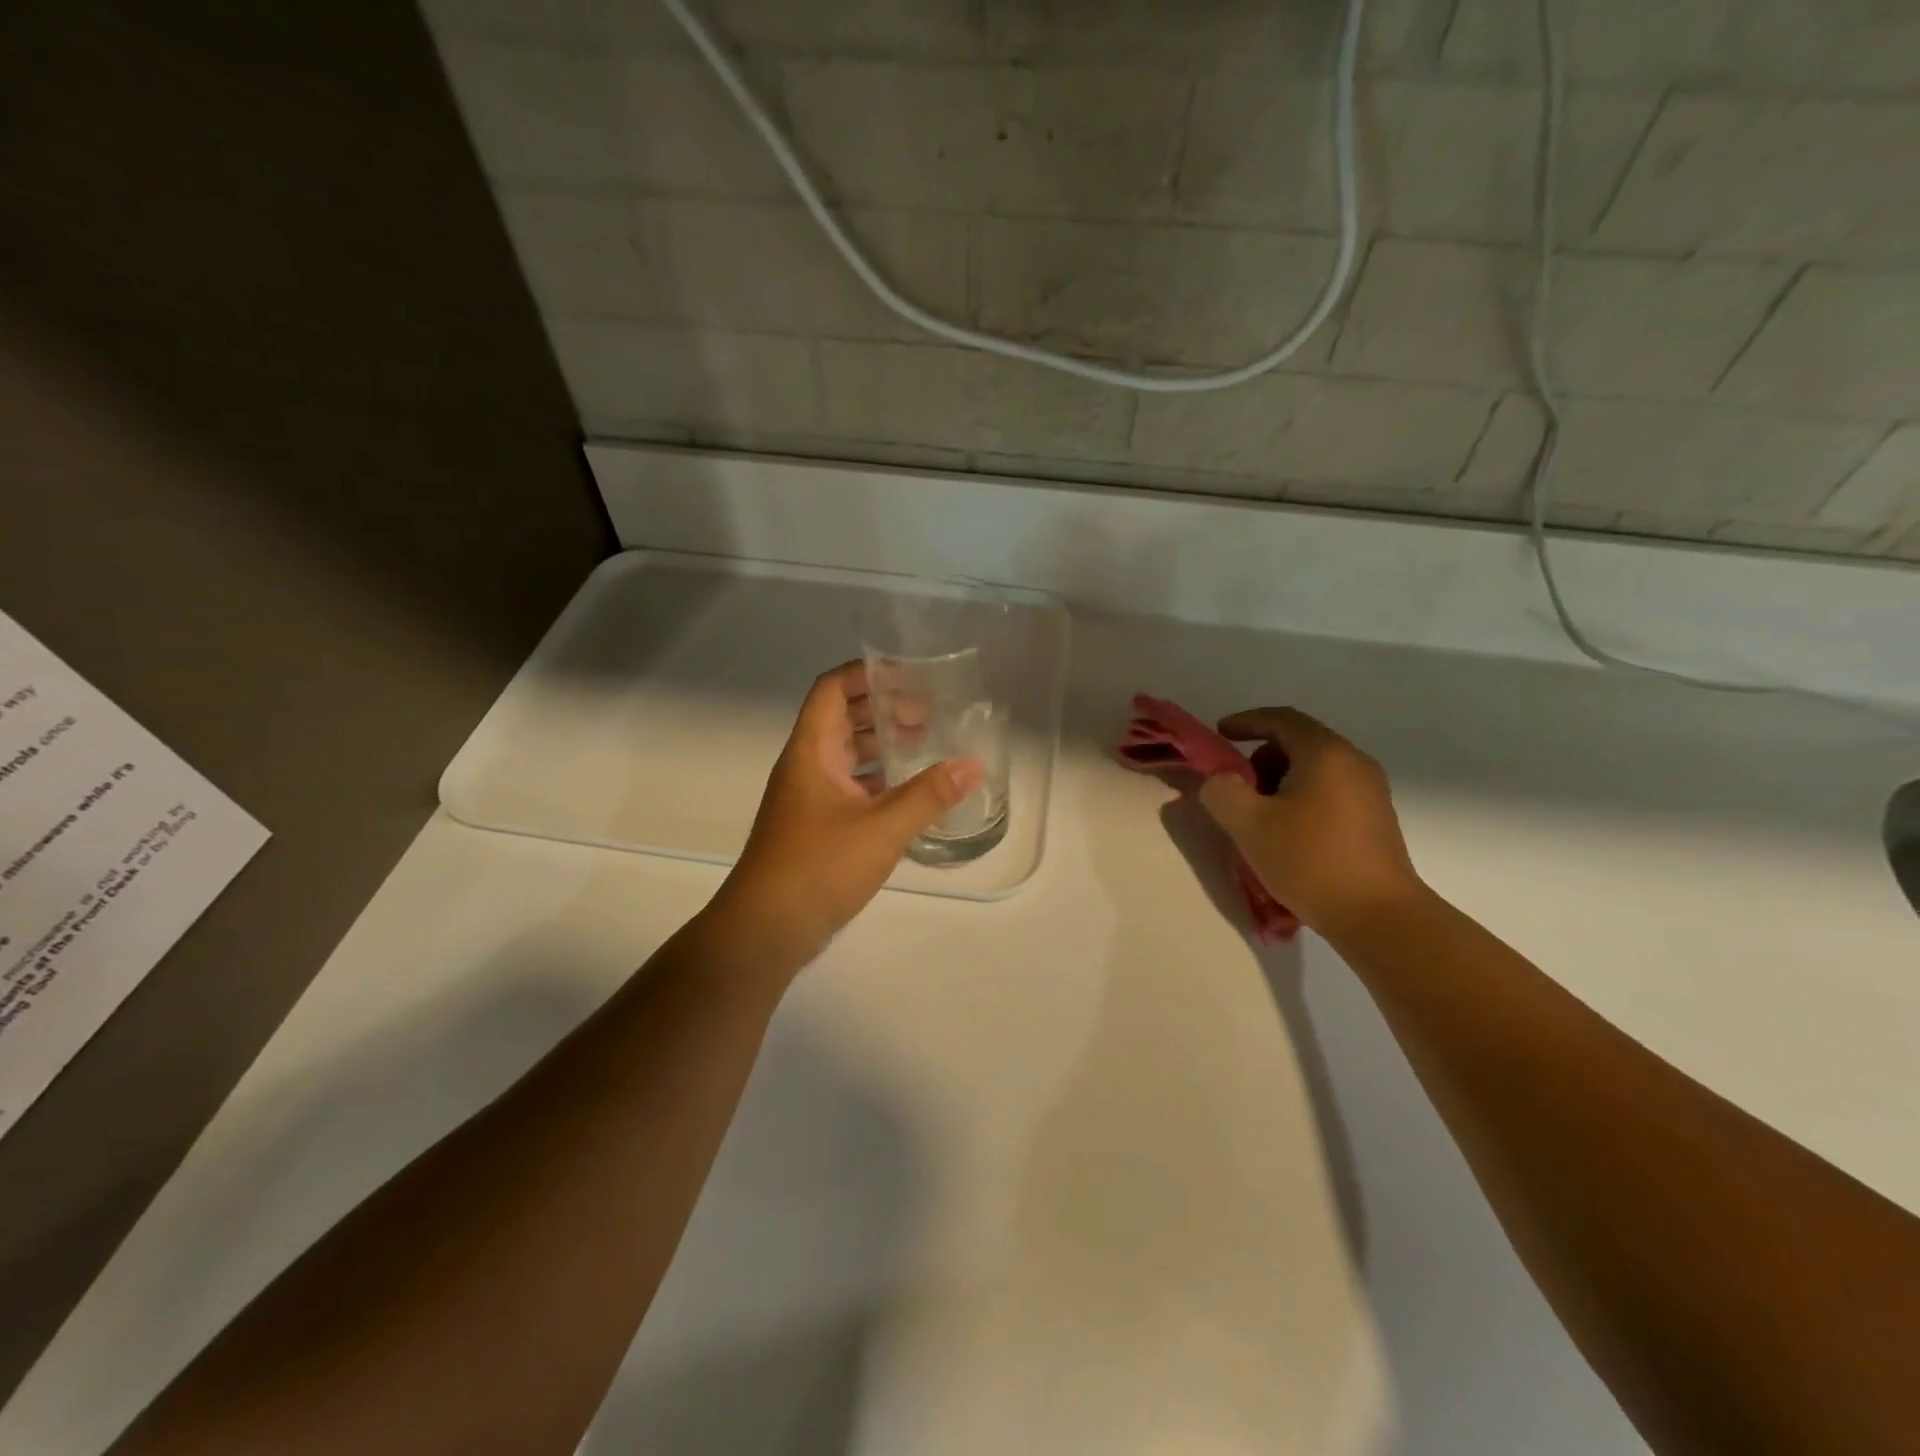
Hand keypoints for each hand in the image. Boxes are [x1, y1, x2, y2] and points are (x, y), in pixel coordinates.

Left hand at [715, 663, 982, 964]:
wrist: (766, 929)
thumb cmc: (818, 867)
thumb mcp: (882, 828)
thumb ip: (929, 796)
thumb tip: (973, 766)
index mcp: (811, 751)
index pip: (831, 689)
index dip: (866, 674)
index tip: (908, 675)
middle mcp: (806, 767)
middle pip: (842, 719)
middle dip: (882, 709)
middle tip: (927, 714)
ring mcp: (808, 798)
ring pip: (847, 755)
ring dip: (882, 745)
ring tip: (925, 745)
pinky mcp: (816, 827)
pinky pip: (850, 787)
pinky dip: (878, 781)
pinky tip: (908, 792)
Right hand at [1199, 707, 1423, 935]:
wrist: (1379, 917)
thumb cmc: (1310, 860)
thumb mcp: (1248, 824)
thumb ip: (1221, 791)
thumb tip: (1219, 781)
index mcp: (1325, 753)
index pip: (1280, 719)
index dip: (1245, 722)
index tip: (1220, 734)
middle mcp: (1353, 763)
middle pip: (1298, 743)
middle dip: (1260, 759)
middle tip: (1236, 789)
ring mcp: (1370, 791)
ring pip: (1313, 770)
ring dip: (1279, 783)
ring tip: (1259, 819)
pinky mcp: (1375, 819)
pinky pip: (1329, 792)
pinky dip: (1301, 799)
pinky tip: (1288, 835)